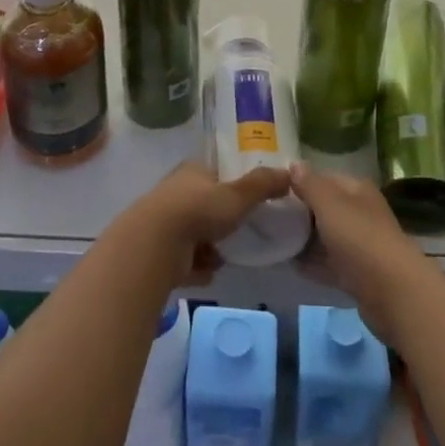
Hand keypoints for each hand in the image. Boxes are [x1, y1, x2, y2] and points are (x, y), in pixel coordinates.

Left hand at [121, 161, 292, 287]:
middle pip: (203, 206)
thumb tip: (289, 172)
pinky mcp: (156, 251)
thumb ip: (263, 185)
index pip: (214, 174)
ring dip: (208, 248)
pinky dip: (194, 267)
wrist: (155, 245)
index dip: (230, 186)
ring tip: (222, 258)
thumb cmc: (199, 211)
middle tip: (238, 235)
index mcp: (192, 171)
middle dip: (220, 223)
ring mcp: (163, 222)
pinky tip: (206, 274)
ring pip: (193, 234)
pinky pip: (182, 260)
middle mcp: (175, 192)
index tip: (246, 202)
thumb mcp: (237, 195)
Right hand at [291, 163, 430, 343]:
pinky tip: (291, 266)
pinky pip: (330, 263)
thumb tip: (294, 163)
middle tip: (269, 218)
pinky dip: (313, 264)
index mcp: (357, 190)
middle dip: (300, 212)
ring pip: (327, 236)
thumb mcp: (329, 204)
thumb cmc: (359, 238)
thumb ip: (309, 184)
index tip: (273, 191)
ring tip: (274, 241)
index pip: (324, 177)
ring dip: (305, 240)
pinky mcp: (358, 274)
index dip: (299, 182)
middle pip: (325, 208)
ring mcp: (360, 244)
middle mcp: (360, 212)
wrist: (393, 292)